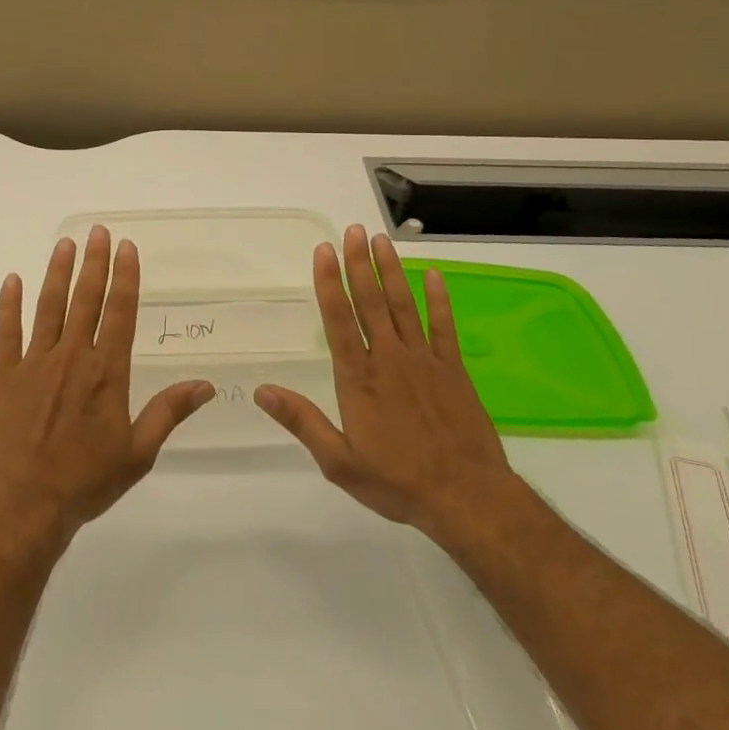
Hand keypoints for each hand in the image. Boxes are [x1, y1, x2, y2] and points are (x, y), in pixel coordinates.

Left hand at [0, 226, 213, 550]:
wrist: (23, 506)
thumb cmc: (85, 481)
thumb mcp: (138, 453)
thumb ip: (169, 412)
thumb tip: (207, 385)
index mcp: (106, 372)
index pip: (119, 312)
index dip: (125, 277)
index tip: (127, 247)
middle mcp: (72, 357)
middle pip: (85, 299)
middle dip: (94, 262)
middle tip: (98, 231)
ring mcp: (34, 362)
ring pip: (48, 306)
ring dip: (57, 272)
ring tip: (65, 243)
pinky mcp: (4, 375)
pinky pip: (6, 331)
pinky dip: (9, 304)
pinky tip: (12, 280)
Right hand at [255, 225, 527, 551]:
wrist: (467, 499)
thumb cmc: (398, 482)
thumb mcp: (339, 462)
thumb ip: (302, 422)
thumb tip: (261, 391)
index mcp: (359, 378)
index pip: (339, 320)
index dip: (329, 283)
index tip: (323, 251)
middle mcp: (389, 359)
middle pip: (371, 302)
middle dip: (359, 264)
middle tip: (353, 230)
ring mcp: (424, 361)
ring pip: (404, 305)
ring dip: (391, 271)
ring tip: (381, 240)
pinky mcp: (453, 370)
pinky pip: (444, 327)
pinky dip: (439, 299)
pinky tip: (434, 276)